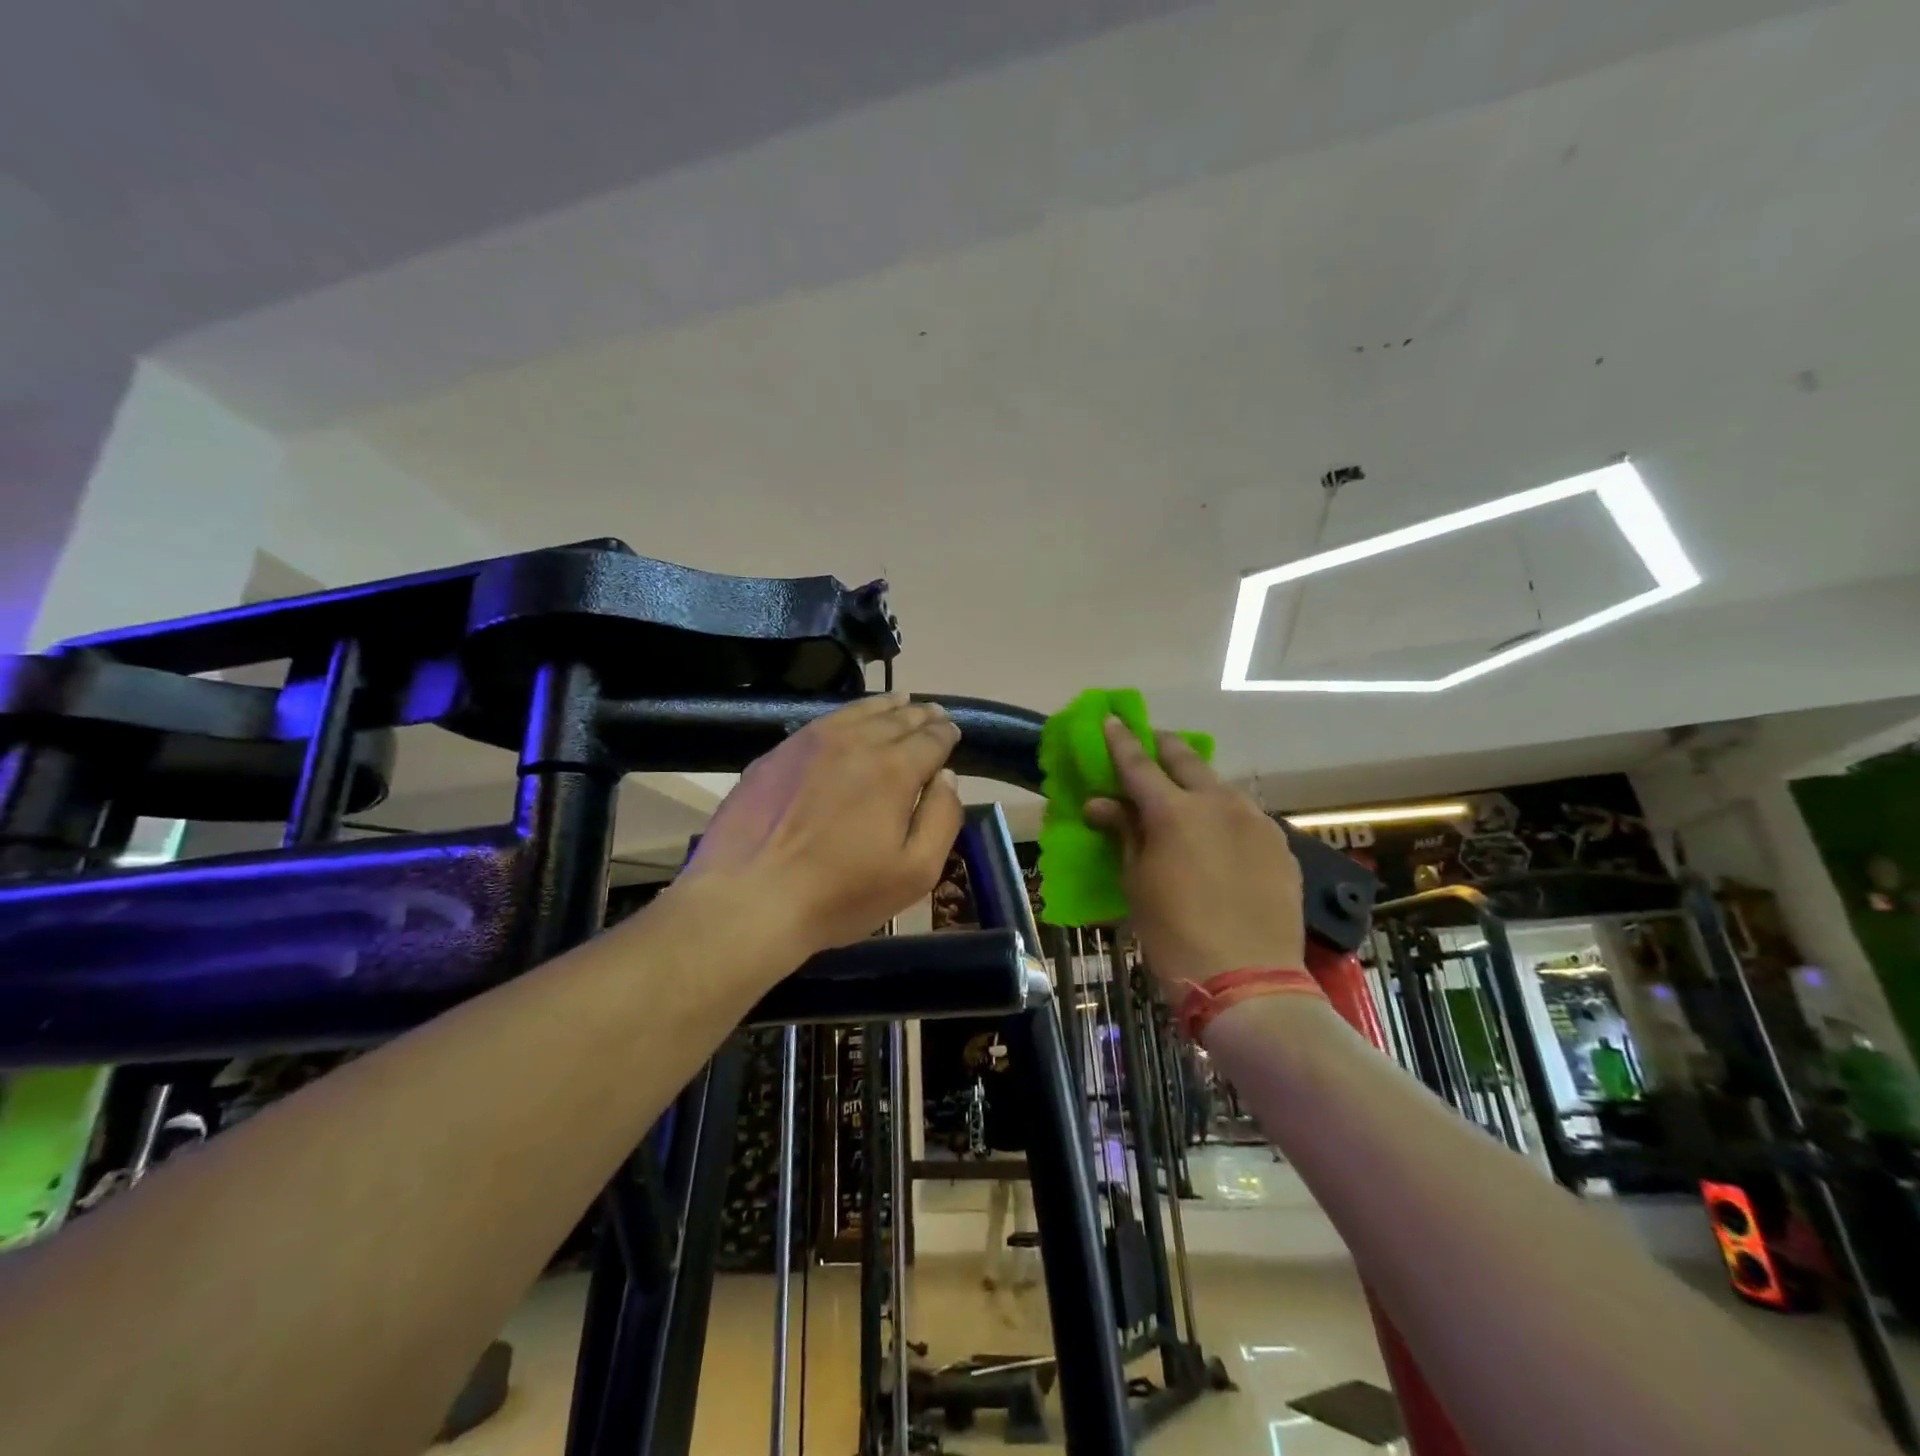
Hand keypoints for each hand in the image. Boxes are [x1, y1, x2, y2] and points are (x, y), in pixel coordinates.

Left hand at [676, 694, 963, 957]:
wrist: (748, 900)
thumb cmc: (839, 896)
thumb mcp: (915, 873)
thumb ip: (942, 818)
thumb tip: (946, 777)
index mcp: (894, 770)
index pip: (931, 740)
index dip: (946, 734)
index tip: (953, 732)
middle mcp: (856, 742)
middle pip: (898, 719)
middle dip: (921, 716)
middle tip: (934, 714)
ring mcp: (811, 742)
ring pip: (860, 712)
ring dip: (887, 706)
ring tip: (901, 702)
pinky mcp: (778, 752)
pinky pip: (825, 721)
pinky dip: (850, 714)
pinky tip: (852, 719)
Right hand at [1084, 718, 1305, 993]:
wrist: (1248, 981)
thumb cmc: (1174, 934)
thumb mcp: (1137, 883)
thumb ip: (1124, 833)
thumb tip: (1101, 804)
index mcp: (1174, 811)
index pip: (1138, 764)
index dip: (1120, 741)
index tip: (1110, 718)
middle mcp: (1218, 802)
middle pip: (1186, 760)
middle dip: (1164, 746)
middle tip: (1150, 741)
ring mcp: (1255, 821)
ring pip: (1220, 786)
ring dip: (1198, 782)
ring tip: (1185, 793)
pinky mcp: (1280, 844)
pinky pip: (1245, 816)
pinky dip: (1224, 814)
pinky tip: (1219, 834)